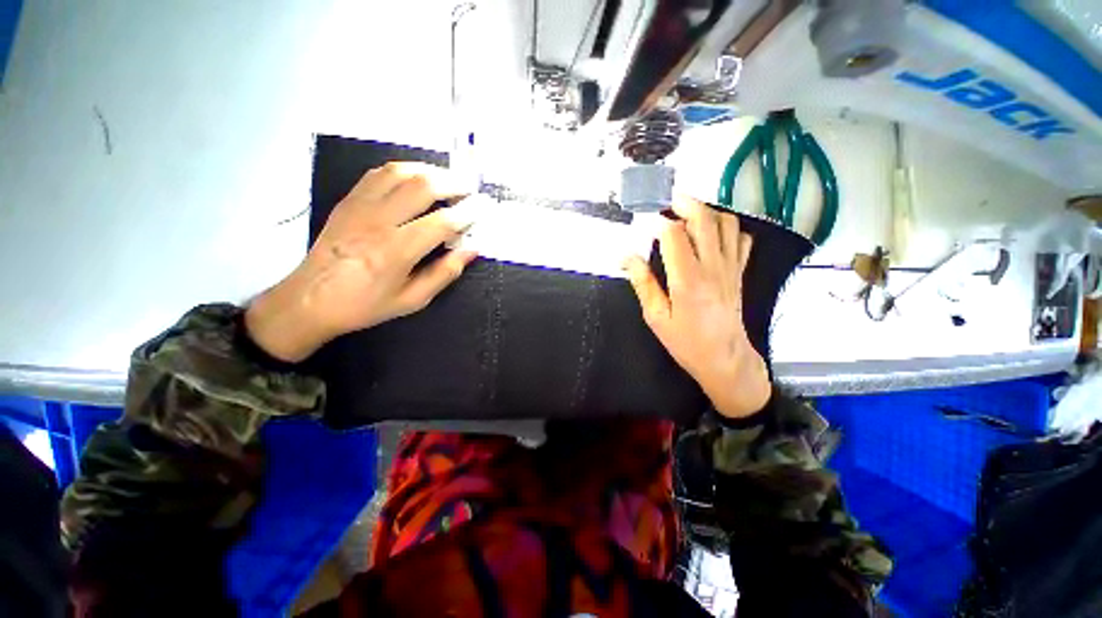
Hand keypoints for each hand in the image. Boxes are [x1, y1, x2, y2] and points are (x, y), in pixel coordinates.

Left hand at [246, 163, 476, 361]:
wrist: (310, 299)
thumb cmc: (366, 304)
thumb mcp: (413, 300)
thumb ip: (445, 273)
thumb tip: (471, 250)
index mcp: (396, 252)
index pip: (442, 223)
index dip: (467, 214)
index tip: (482, 210)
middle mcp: (378, 222)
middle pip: (423, 187)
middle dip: (453, 184)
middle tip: (470, 190)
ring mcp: (360, 206)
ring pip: (400, 172)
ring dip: (430, 171)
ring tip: (448, 179)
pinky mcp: (348, 200)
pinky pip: (378, 173)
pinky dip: (404, 170)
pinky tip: (416, 177)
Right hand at [623, 197, 770, 418]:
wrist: (725, 359)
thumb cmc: (686, 342)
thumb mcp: (657, 317)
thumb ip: (643, 283)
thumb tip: (627, 258)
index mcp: (688, 279)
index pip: (675, 235)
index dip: (659, 222)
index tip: (646, 222)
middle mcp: (713, 266)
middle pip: (704, 219)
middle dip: (685, 203)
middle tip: (668, 201)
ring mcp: (730, 267)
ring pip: (726, 223)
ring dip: (707, 211)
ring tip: (688, 213)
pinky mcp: (739, 272)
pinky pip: (741, 239)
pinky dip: (727, 228)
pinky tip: (712, 234)